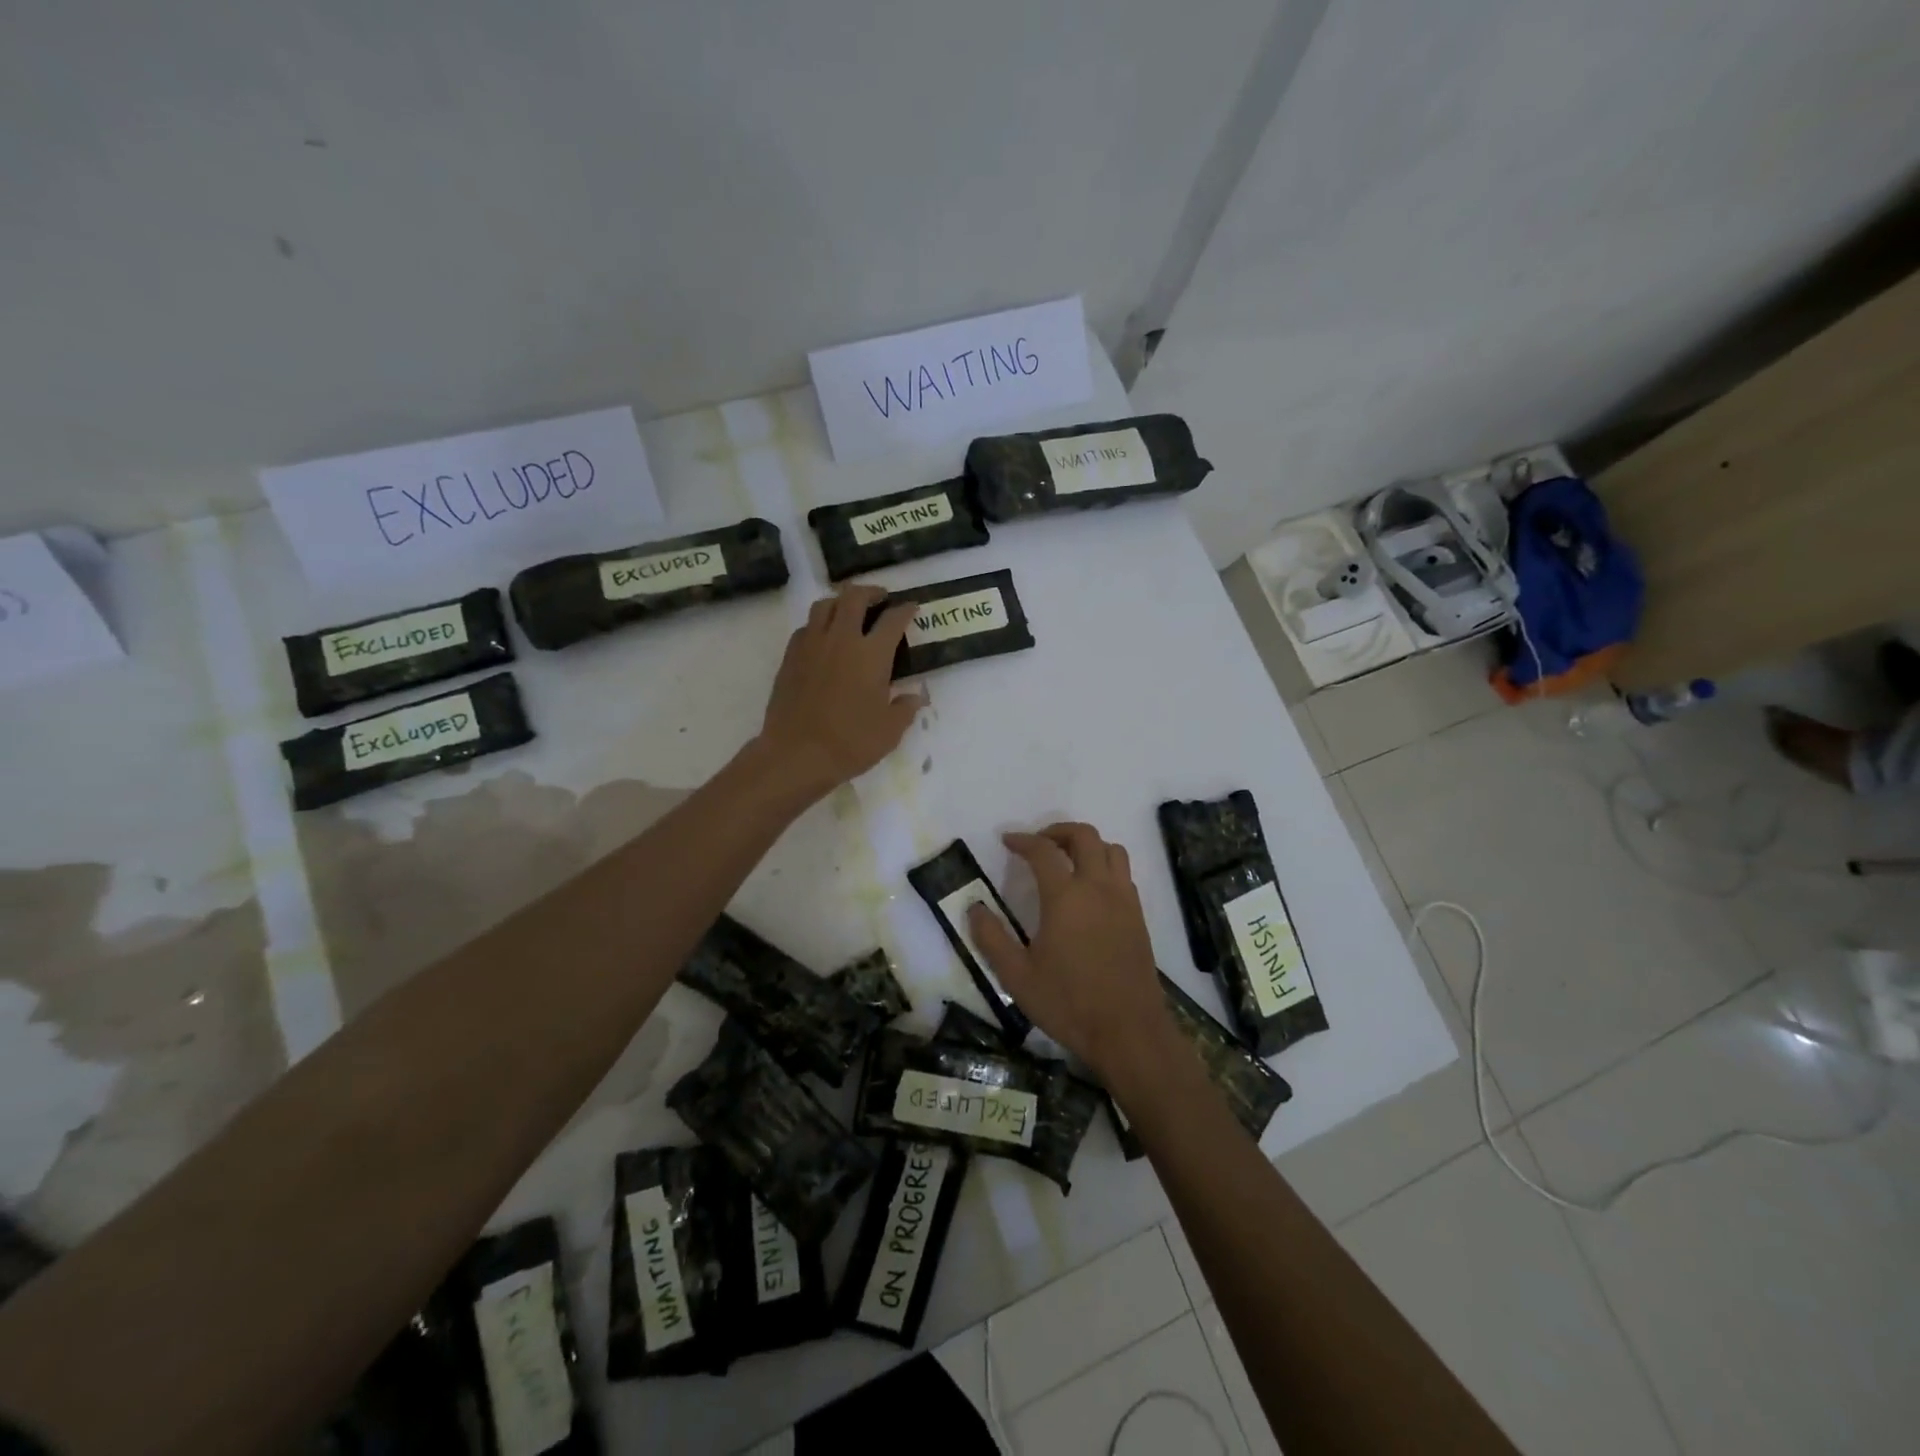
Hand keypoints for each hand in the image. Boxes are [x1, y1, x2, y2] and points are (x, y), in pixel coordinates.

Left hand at [757, 584, 921, 798]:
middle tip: (881, 599)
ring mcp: (811, 645)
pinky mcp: (790, 657)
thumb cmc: (850, 743)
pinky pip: (806, 627)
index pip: (893, 619)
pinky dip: (819, 624)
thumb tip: (915, 696)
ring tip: (850, 611)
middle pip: (854, 597)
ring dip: (841, 602)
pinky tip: (824, 638)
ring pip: (825, 605)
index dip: (905, 610)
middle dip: (871, 592)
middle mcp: (841, 639)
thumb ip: (905, 708)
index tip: (911, 607)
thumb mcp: (890, 731)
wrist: (797, 754)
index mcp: (871, 654)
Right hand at [967, 823, 1175, 1086]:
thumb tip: (974, 908)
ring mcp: (1123, 900)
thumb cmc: (1068, 1003)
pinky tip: (1091, 891)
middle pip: (1084, 836)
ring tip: (1067, 861)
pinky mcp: (1138, 916)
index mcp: (1065, 896)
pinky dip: (1105, 866)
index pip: (1043, 851)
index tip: (1007, 841)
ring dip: (1088, 845)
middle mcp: (1098, 888)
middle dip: (1058, 831)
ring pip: (1112, 849)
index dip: (1023, 840)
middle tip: (1038, 844)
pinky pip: (1124, 874)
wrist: (1129, 1031)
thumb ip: (992, 938)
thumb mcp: (1017, 976)